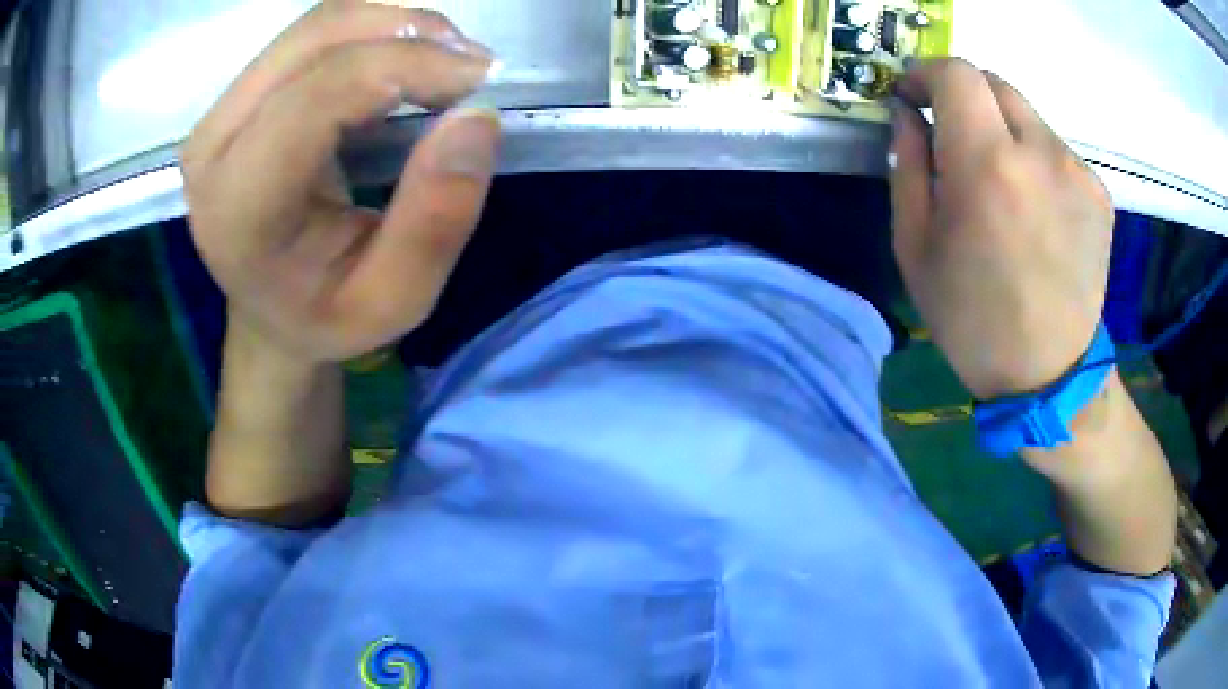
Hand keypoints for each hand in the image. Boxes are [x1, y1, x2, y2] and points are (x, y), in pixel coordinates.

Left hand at [182, 1, 499, 363]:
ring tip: (446, 62)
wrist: (270, 308)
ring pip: (317, 24)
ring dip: (395, 25)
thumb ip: (434, 223)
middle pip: (316, 40)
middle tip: (472, 67)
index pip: (319, 95)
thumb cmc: (327, 314)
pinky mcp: (239, 94)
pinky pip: (313, 33)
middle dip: (408, 33)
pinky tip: (407, 61)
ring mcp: (221, 111)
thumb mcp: (395, 301)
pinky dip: (374, 31)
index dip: (408, 66)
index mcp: (238, 207)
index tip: (481, 79)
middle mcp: (214, 144)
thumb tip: (476, 117)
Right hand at [889, 59, 1113, 399]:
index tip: (913, 96)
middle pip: (995, 82)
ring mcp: (1077, 170)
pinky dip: (1035, 158)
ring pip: (1027, 114)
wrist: (1048, 374)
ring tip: (999, 181)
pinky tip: (1034, 206)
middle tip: (952, 135)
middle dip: (964, 96)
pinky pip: (1055, 149)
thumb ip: (907, 163)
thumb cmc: (972, 318)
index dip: (927, 73)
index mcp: (986, 164)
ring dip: (1002, 129)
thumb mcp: (915, 245)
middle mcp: (1039, 152)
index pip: (957, 73)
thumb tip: (907, 113)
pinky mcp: (1099, 191)